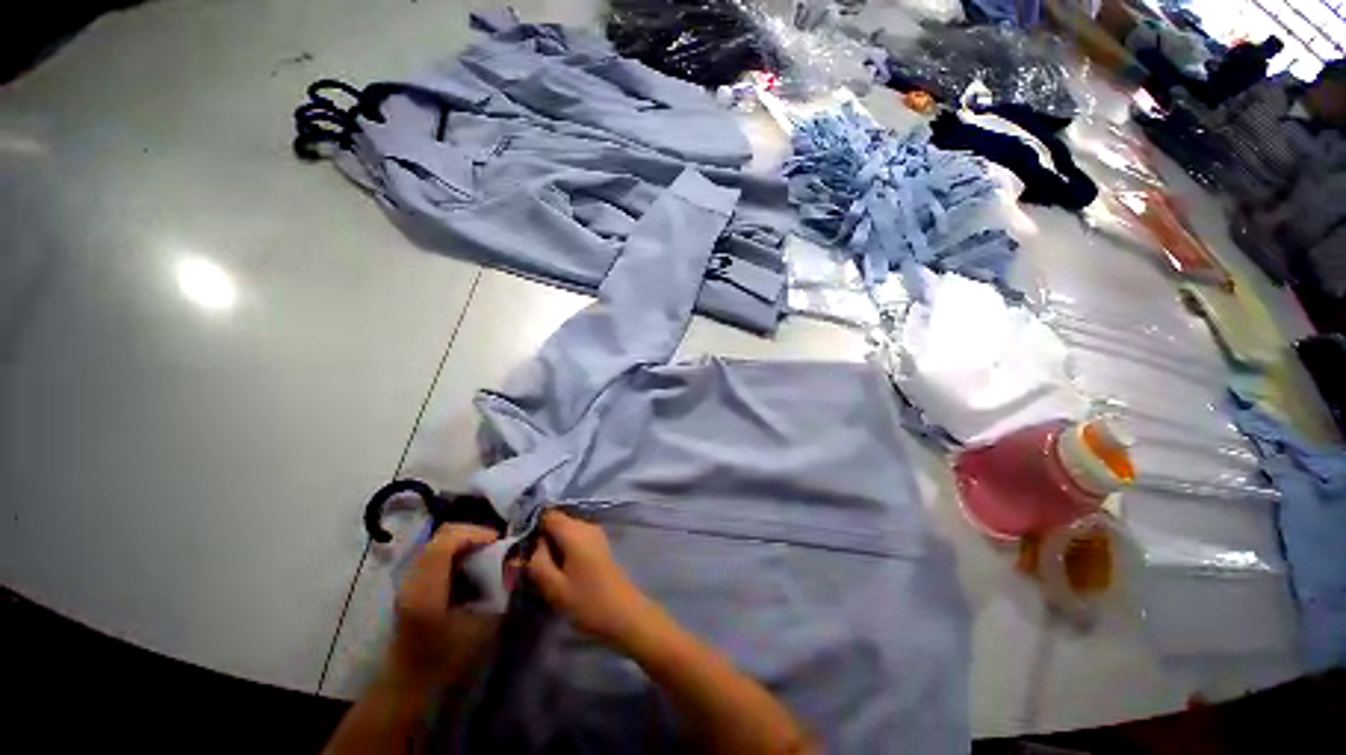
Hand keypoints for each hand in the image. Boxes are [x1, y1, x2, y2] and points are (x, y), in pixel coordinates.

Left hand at [386, 524, 502, 688]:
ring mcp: (408, 580)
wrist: (409, 684)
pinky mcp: (411, 584)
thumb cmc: (447, 660)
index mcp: (426, 589)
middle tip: (496, 545)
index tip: (499, 541)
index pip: (446, 541)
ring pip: (438, 541)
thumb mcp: (482, 628)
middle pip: (442, 535)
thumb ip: (500, 590)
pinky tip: (470, 567)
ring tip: (486, 554)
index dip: (475, 532)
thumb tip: (516, 561)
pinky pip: (435, 553)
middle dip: (473, 533)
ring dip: (465, 541)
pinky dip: (456, 551)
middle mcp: (412, 578)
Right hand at [526, 510, 656, 648]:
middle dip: (541, 537)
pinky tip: (559, 568)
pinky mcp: (599, 543)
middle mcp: (586, 525)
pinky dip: (564, 547)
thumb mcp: (554, 587)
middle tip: (527, 562)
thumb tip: (531, 545)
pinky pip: (575, 537)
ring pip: (565, 530)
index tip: (518, 545)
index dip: (531, 525)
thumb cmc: (587, 601)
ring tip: (542, 568)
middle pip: (557, 521)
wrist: (623, 613)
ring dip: (552, 544)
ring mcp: (595, 533)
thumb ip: (537, 562)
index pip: (547, 514)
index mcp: (574, 531)